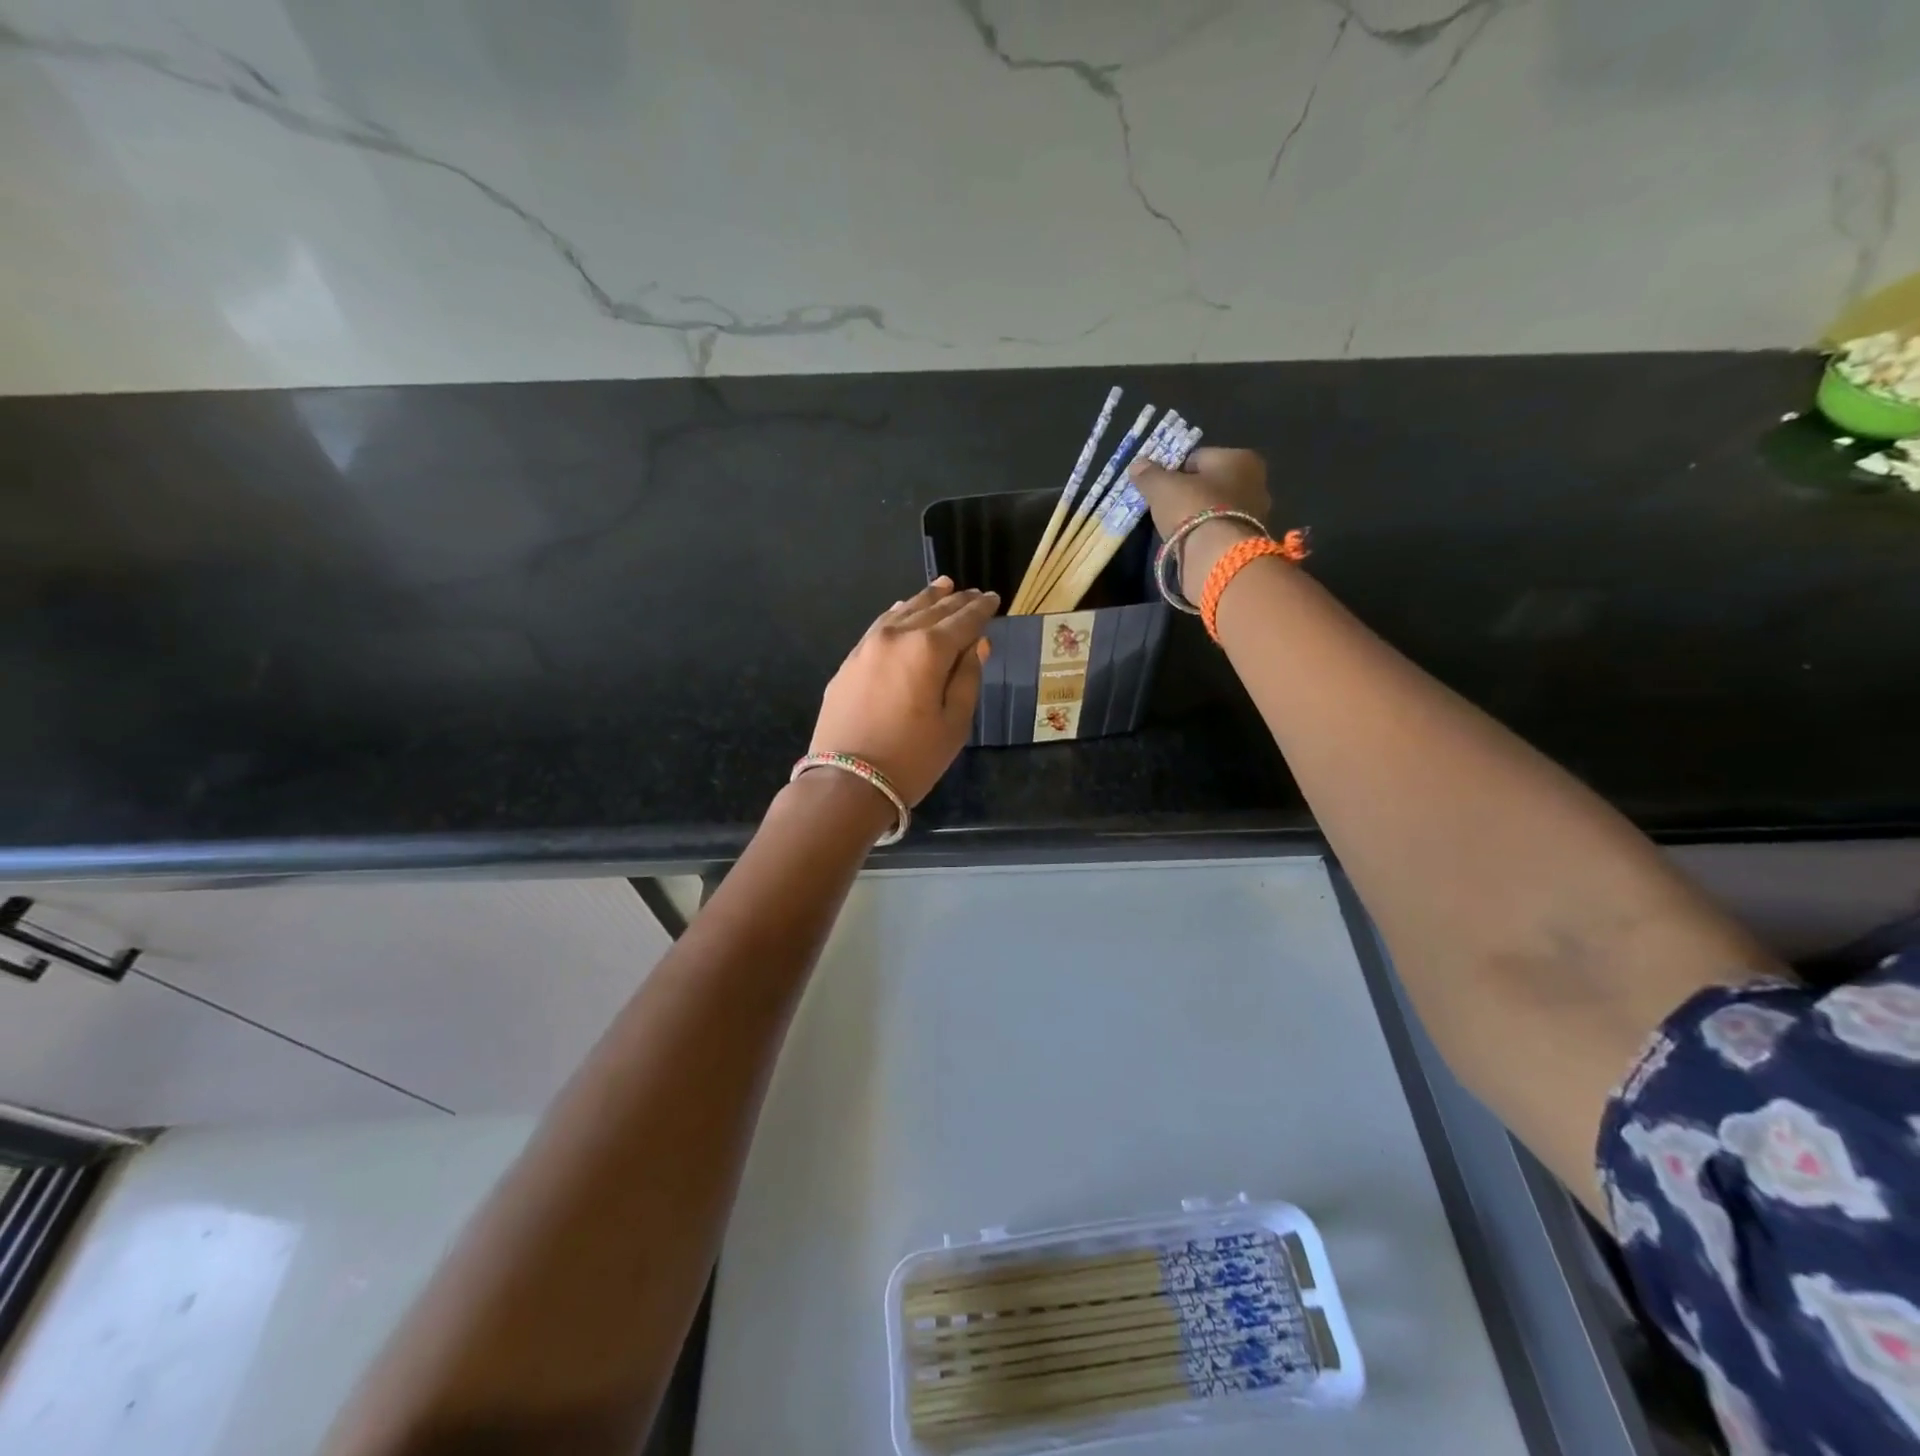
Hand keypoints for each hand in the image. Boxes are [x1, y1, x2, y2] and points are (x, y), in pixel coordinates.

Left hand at [808, 577, 997, 804]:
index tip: (994, 598)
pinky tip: (903, 610)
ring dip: (925, 600)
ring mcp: (868, 646)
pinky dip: (897, 614)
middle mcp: (897, 636)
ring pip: (902, 612)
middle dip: (955, 601)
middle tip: (972, 593)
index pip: (963, 620)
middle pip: (932, 610)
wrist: (847, 781)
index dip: (981, 609)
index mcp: (929, 649)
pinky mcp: (849, 662)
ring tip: (943, 587)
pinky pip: (879, 626)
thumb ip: (967, 678)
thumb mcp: (954, 724)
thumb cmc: (912, 758)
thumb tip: (976, 645)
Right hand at [1128, 448, 1271, 595]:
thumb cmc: (1193, 509)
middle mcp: (1256, 482)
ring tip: (1175, 528)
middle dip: (1190, 493)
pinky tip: (1189, 543)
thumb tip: (1137, 465)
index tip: (1159, 487)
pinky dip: (1205, 534)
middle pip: (1211, 483)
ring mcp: (1257, 515)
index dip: (1175, 471)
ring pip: (1217, 508)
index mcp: (1240, 458)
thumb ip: (1150, 474)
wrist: (1216, 557)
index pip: (1199, 458)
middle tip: (1166, 508)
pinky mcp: (1248, 542)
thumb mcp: (1162, 487)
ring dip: (1198, 516)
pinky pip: (1219, 530)